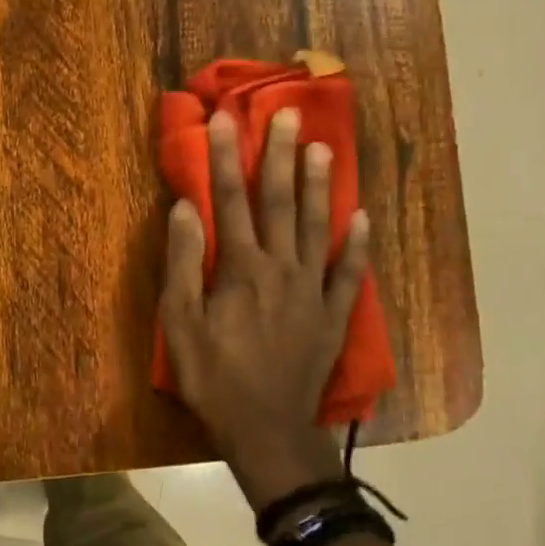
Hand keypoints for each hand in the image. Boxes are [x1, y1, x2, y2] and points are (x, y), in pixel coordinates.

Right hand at [159, 108, 369, 509]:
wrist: (266, 430)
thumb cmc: (214, 378)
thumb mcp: (180, 324)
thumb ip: (184, 263)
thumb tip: (184, 208)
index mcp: (241, 269)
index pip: (230, 201)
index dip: (225, 158)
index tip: (225, 118)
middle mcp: (282, 268)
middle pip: (281, 203)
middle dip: (280, 156)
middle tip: (288, 115)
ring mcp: (314, 290)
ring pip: (320, 227)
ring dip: (321, 186)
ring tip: (325, 148)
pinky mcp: (334, 316)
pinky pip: (351, 273)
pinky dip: (358, 245)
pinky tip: (364, 217)